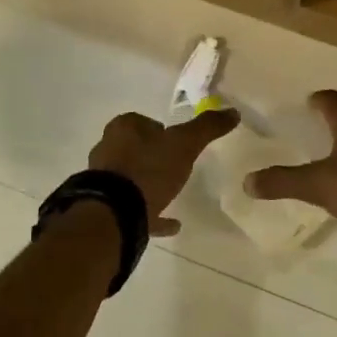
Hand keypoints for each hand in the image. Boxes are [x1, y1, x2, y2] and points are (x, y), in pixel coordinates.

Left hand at [88, 109, 240, 236]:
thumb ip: (207, 127)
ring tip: (171, 192)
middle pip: (133, 147)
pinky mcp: (105, 208)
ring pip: (130, 177)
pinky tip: (172, 224)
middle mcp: (108, 149)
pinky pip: (133, 208)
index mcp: (124, 128)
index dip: (161, 129)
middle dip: (151, 154)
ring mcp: (104, 180)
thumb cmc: (149, 168)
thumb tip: (233, 112)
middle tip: (175, 164)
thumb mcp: (185, 144)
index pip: (143, 121)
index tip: (177, 141)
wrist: (114, 212)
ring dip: (147, 183)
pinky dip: (151, 213)